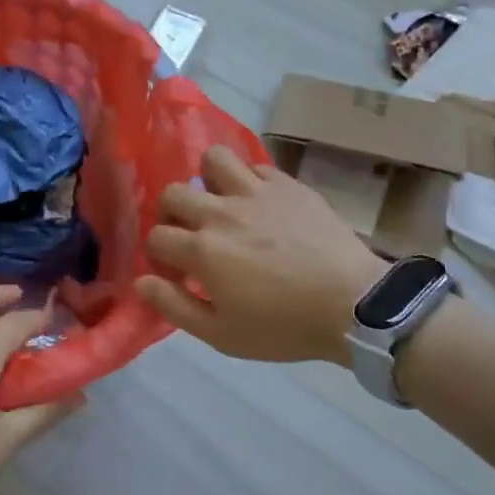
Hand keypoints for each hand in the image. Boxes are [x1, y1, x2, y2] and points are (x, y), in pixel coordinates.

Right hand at [134, 146, 385, 364]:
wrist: (354, 305)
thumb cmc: (285, 327)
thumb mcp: (222, 334)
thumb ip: (174, 306)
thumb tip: (140, 283)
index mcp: (203, 250)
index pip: (156, 237)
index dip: (159, 256)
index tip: (176, 273)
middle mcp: (222, 212)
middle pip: (173, 193)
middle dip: (171, 215)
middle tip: (190, 235)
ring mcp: (256, 192)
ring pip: (213, 159)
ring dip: (208, 179)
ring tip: (221, 202)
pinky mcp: (287, 184)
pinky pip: (255, 167)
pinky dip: (249, 181)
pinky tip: (259, 204)